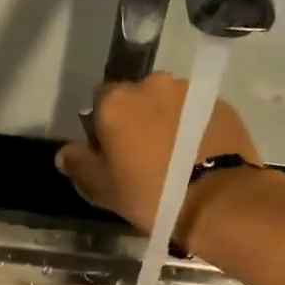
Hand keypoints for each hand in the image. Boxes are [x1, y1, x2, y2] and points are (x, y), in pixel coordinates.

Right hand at [55, 73, 262, 236]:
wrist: (217, 200)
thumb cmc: (150, 194)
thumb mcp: (104, 189)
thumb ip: (80, 165)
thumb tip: (64, 153)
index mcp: (116, 102)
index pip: (99, 100)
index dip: (102, 125)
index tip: (110, 152)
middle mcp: (152, 85)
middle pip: (137, 98)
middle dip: (137, 119)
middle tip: (143, 157)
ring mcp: (190, 91)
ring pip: (169, 104)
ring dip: (167, 122)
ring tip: (175, 157)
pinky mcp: (220, 104)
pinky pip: (196, 113)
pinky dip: (193, 128)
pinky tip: (197, 156)